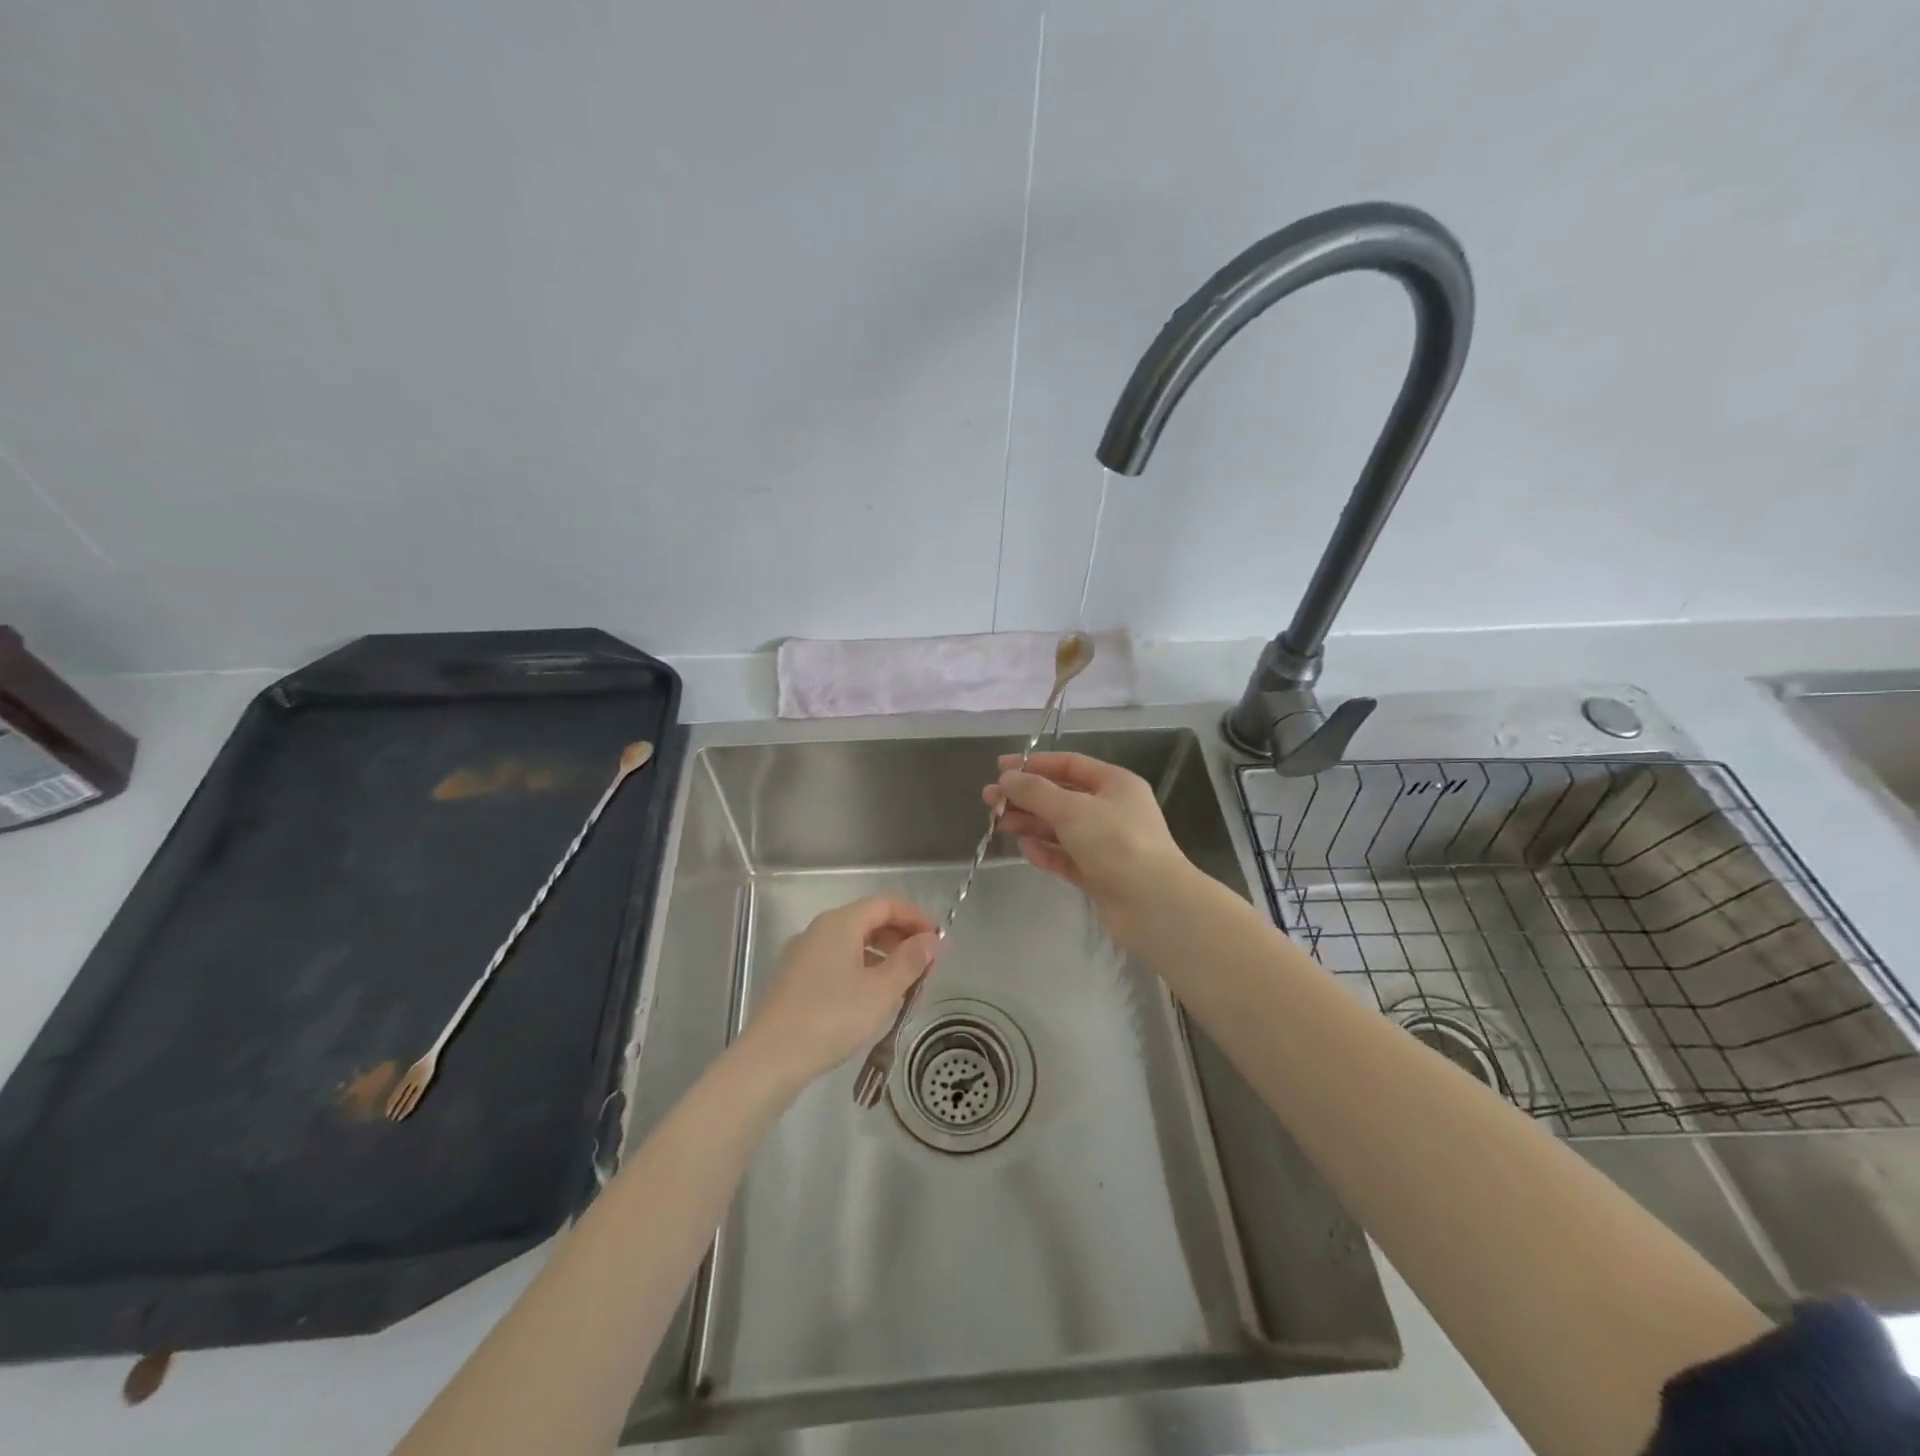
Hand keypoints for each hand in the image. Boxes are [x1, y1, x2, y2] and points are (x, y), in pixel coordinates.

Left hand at [737, 896, 938, 1088]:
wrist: (770, 1058)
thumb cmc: (832, 1017)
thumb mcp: (881, 990)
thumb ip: (910, 961)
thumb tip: (931, 940)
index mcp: (840, 923)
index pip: (886, 904)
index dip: (916, 917)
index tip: (938, 940)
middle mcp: (819, 930)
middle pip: (868, 921)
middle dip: (901, 940)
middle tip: (925, 968)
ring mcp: (803, 955)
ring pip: (852, 945)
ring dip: (883, 959)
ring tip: (904, 990)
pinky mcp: (794, 980)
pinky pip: (837, 963)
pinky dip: (861, 972)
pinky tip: (871, 1002)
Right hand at [984, 751, 1195, 945]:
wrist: (1154, 905)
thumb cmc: (1116, 843)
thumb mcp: (1072, 809)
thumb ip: (1036, 792)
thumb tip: (1006, 778)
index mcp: (1115, 784)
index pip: (1069, 764)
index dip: (1034, 765)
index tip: (1000, 769)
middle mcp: (1111, 810)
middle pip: (1061, 796)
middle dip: (1026, 797)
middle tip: (990, 801)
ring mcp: (1106, 844)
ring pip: (1060, 828)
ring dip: (1031, 823)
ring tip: (999, 823)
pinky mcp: (1099, 874)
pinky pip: (1066, 857)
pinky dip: (1046, 852)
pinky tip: (1025, 850)